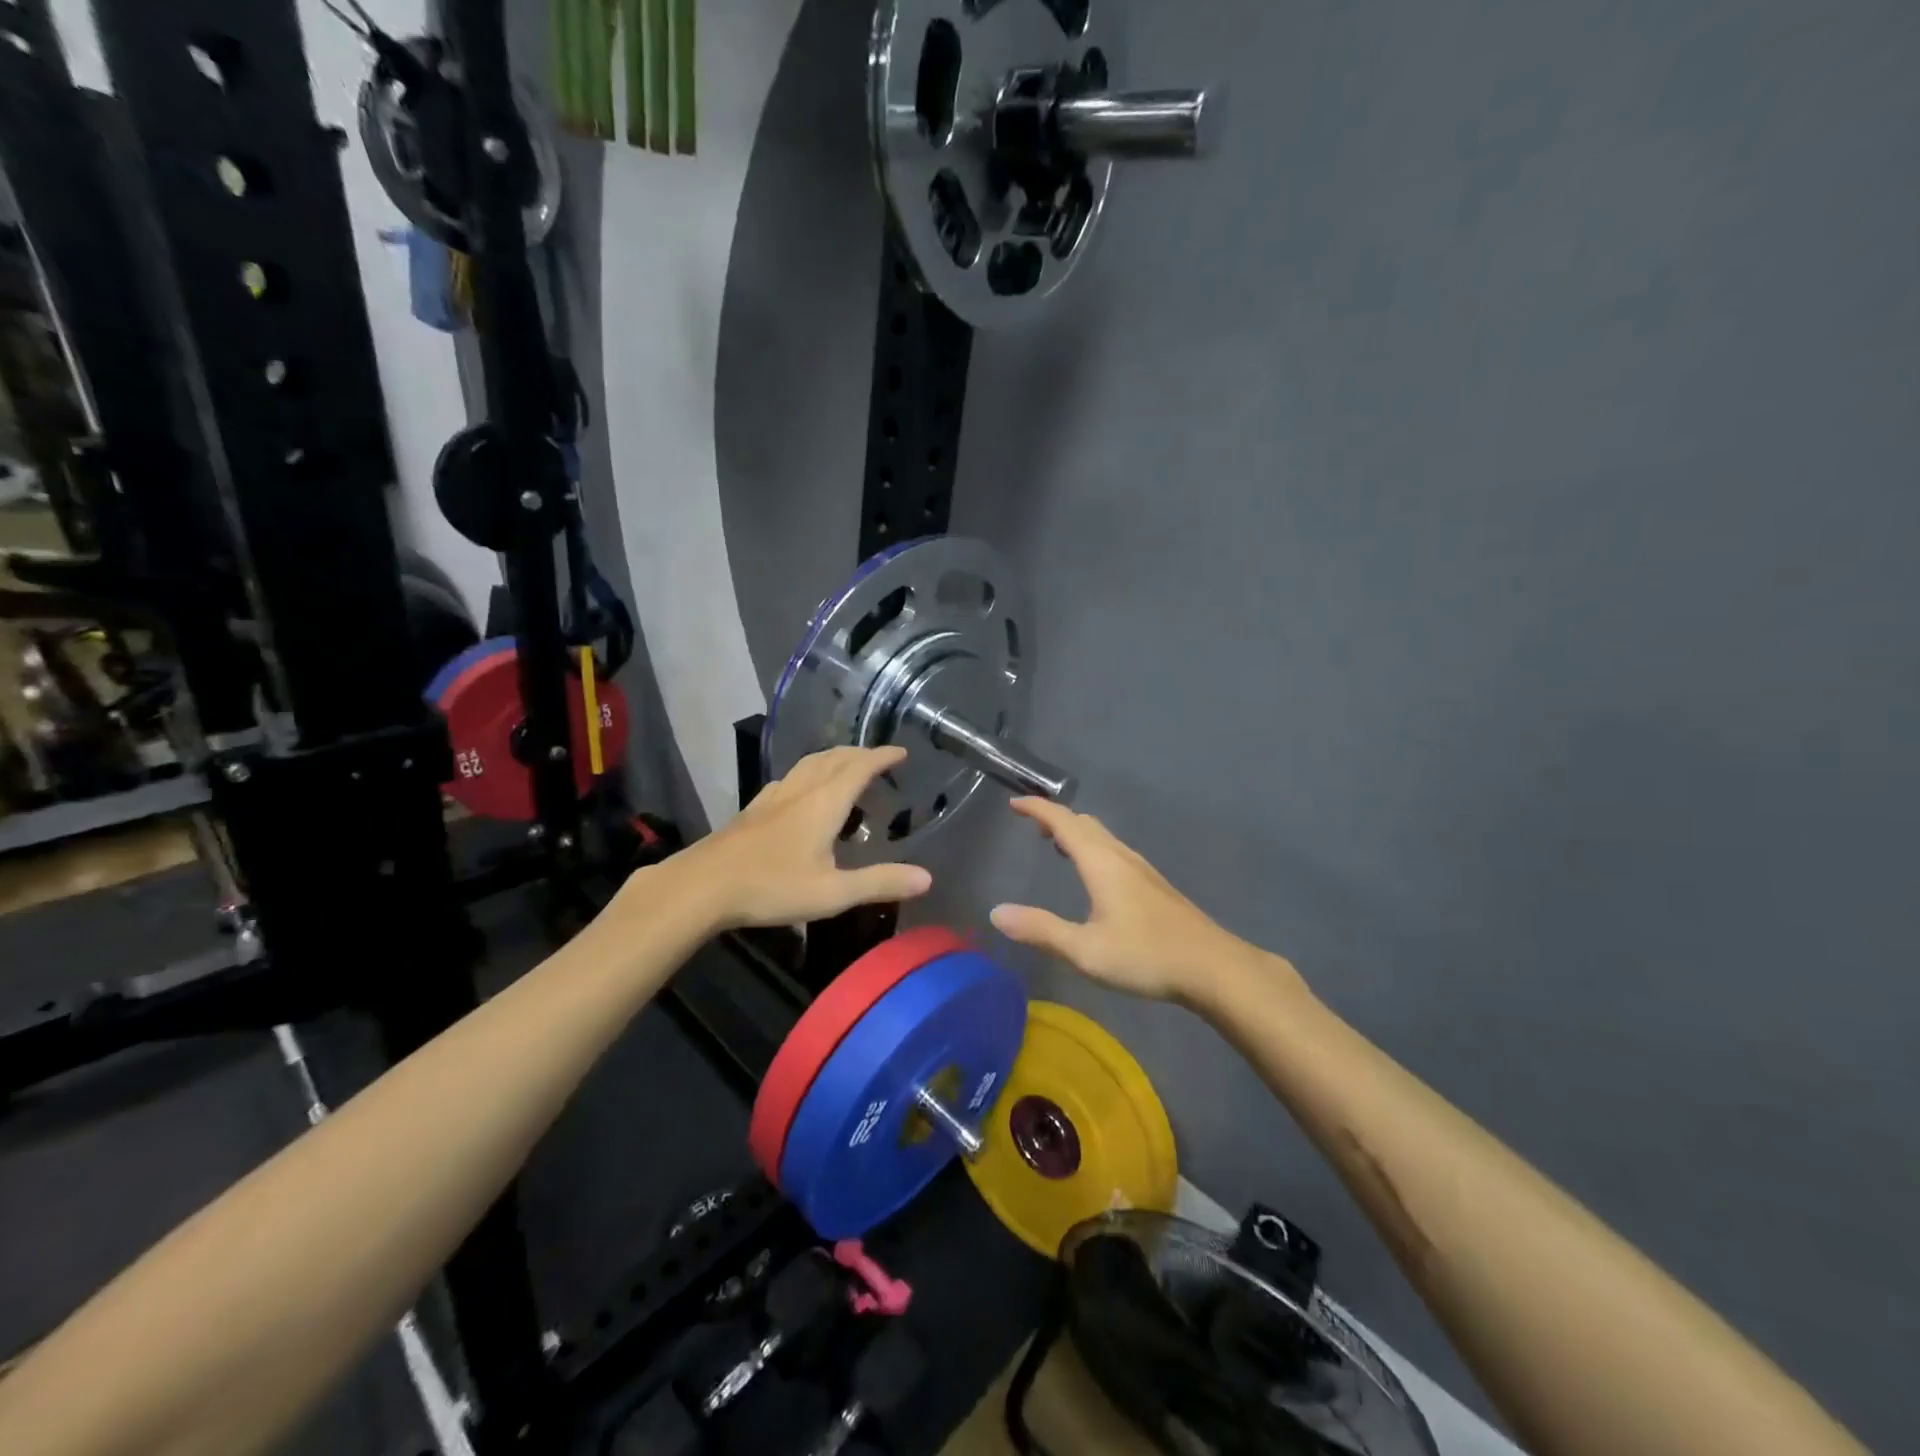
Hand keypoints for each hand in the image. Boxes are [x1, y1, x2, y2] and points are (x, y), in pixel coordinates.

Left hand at [678, 746, 932, 930]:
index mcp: (824, 802)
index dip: (882, 757)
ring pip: (809, 764)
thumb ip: (880, 883)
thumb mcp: (833, 893)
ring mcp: (773, 797)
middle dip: (860, 754)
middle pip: (834, 758)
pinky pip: (791, 778)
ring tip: (846, 768)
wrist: (702, 886)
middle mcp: (800, 790)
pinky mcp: (753, 809)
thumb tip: (927, 877)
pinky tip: (802, 792)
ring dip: (834, 759)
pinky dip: (810, 774)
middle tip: (879, 759)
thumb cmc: (772, 887)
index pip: (859, 767)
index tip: (901, 752)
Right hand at [990, 798, 1301, 1004]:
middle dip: (1055, 818)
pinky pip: (1114, 851)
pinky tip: (1094, 876)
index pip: (1063, 821)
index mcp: (1101, 862)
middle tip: (1031, 826)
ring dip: (1076, 833)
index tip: (1013, 804)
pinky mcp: (1154, 885)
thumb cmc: (1146, 955)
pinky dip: (1092, 848)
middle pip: (1084, 823)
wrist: (1213, 967)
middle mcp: (1121, 856)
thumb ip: (1040, 930)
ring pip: (1103, 836)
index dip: (1037, 808)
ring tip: (1056, 846)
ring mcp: (1142, 869)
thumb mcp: (1084, 950)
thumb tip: (996, 913)